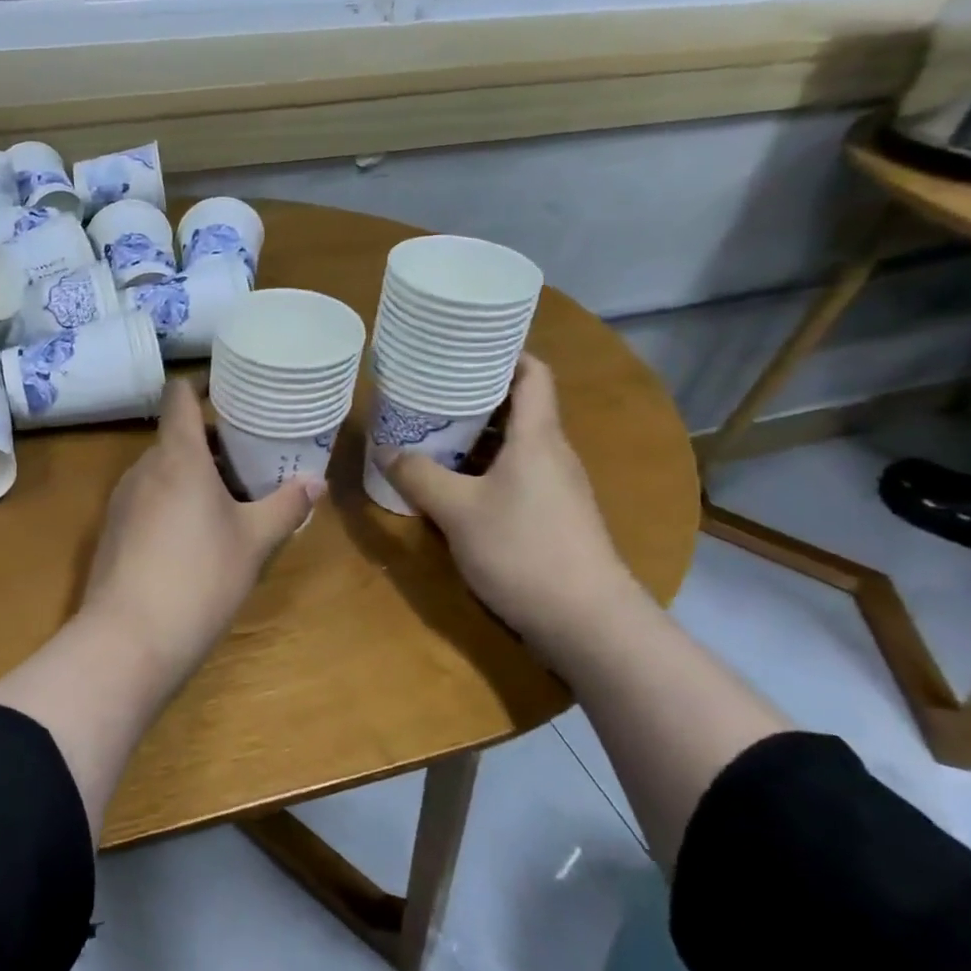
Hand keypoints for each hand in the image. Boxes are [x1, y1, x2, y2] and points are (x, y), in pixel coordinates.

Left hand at [79, 379, 320, 677]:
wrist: (128, 639)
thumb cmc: (200, 577)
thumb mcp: (254, 542)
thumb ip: (286, 506)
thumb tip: (317, 482)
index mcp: (177, 455)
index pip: (180, 395)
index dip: (204, 384)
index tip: (234, 390)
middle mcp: (143, 468)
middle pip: (176, 436)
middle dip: (213, 442)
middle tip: (253, 458)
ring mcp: (122, 500)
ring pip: (163, 470)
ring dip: (195, 475)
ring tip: (233, 499)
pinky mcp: (113, 531)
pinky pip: (149, 499)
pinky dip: (174, 501)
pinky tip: (198, 536)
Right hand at [384, 355, 638, 639]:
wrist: (586, 621)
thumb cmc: (523, 550)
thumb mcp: (457, 511)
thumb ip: (418, 476)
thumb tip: (384, 450)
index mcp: (538, 437)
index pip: (532, 373)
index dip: (504, 353)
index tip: (465, 348)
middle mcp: (552, 453)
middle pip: (519, 407)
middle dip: (475, 396)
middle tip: (429, 391)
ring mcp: (556, 487)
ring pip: (515, 445)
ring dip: (476, 436)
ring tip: (432, 431)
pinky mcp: (553, 516)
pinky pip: (516, 474)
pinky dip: (484, 468)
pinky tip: (453, 483)